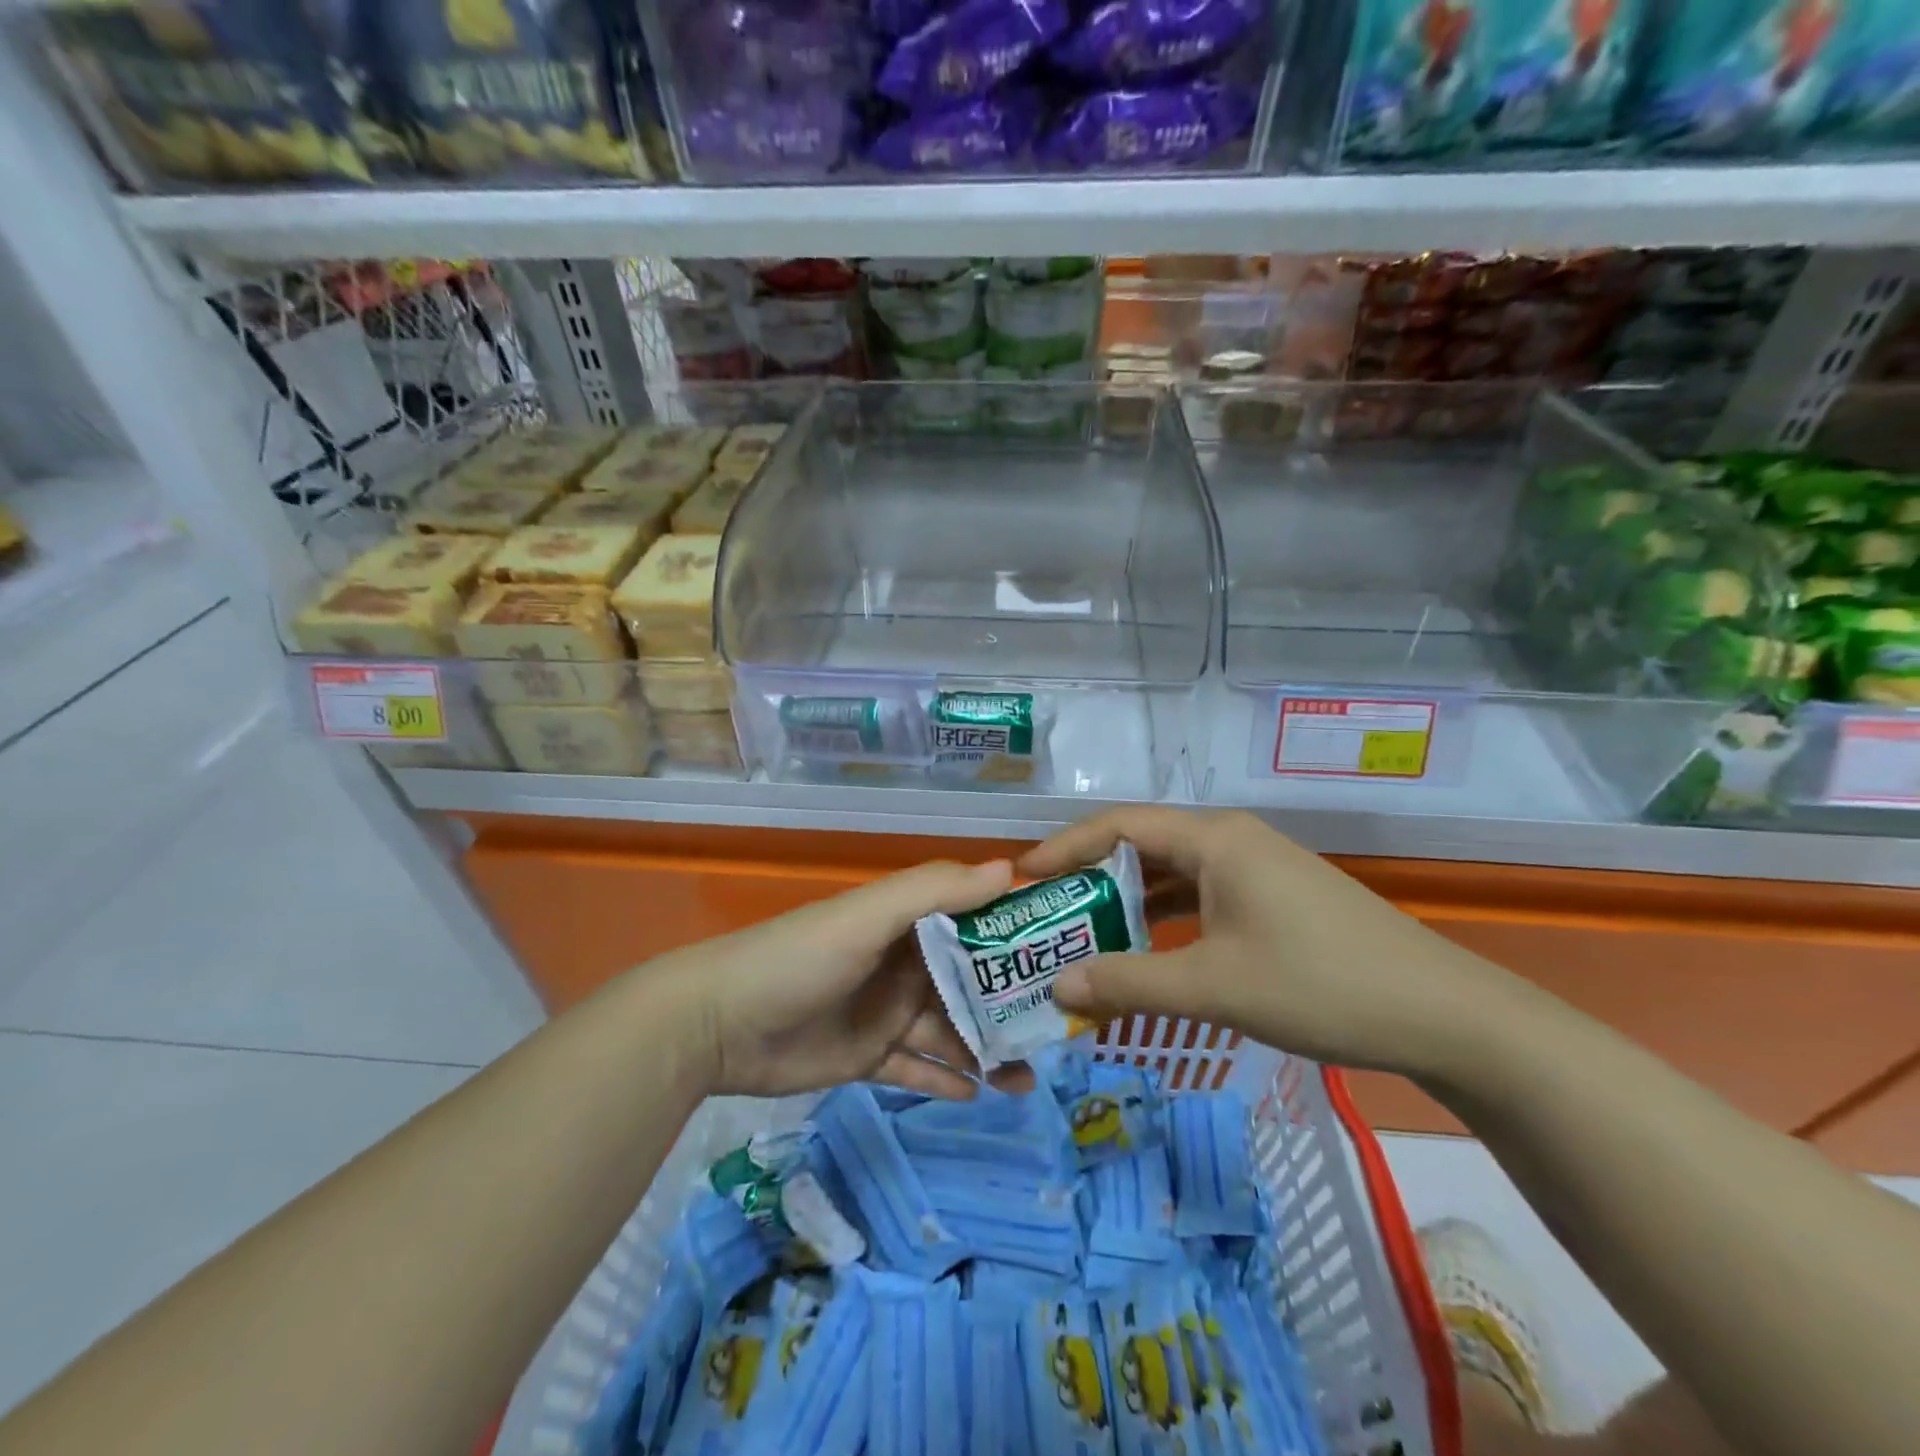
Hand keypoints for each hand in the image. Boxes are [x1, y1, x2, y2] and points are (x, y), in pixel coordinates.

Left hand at [651, 859, 1035, 1100]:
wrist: (718, 1024)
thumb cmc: (800, 958)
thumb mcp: (868, 915)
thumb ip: (935, 890)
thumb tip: (1011, 869)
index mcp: (908, 923)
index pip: (975, 922)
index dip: (1018, 934)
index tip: (1068, 952)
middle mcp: (904, 965)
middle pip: (971, 983)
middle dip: (1012, 1003)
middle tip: (1060, 1030)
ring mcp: (887, 1013)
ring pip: (951, 1032)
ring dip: (989, 1050)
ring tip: (1031, 1077)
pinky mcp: (868, 1058)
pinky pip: (919, 1070)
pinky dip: (948, 1081)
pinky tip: (983, 1094)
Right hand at [1018, 808, 1510, 1074]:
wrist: (1444, 1015)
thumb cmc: (1320, 985)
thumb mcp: (1214, 986)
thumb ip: (1129, 984)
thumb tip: (1058, 989)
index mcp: (1214, 839)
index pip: (1118, 825)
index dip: (1065, 847)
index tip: (1022, 876)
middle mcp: (1232, 840)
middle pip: (1142, 845)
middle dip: (1090, 876)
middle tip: (1046, 911)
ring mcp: (1258, 868)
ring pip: (1173, 873)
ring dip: (1129, 901)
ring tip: (1084, 933)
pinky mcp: (1275, 898)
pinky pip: (1202, 895)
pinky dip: (1166, 918)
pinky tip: (1149, 950)